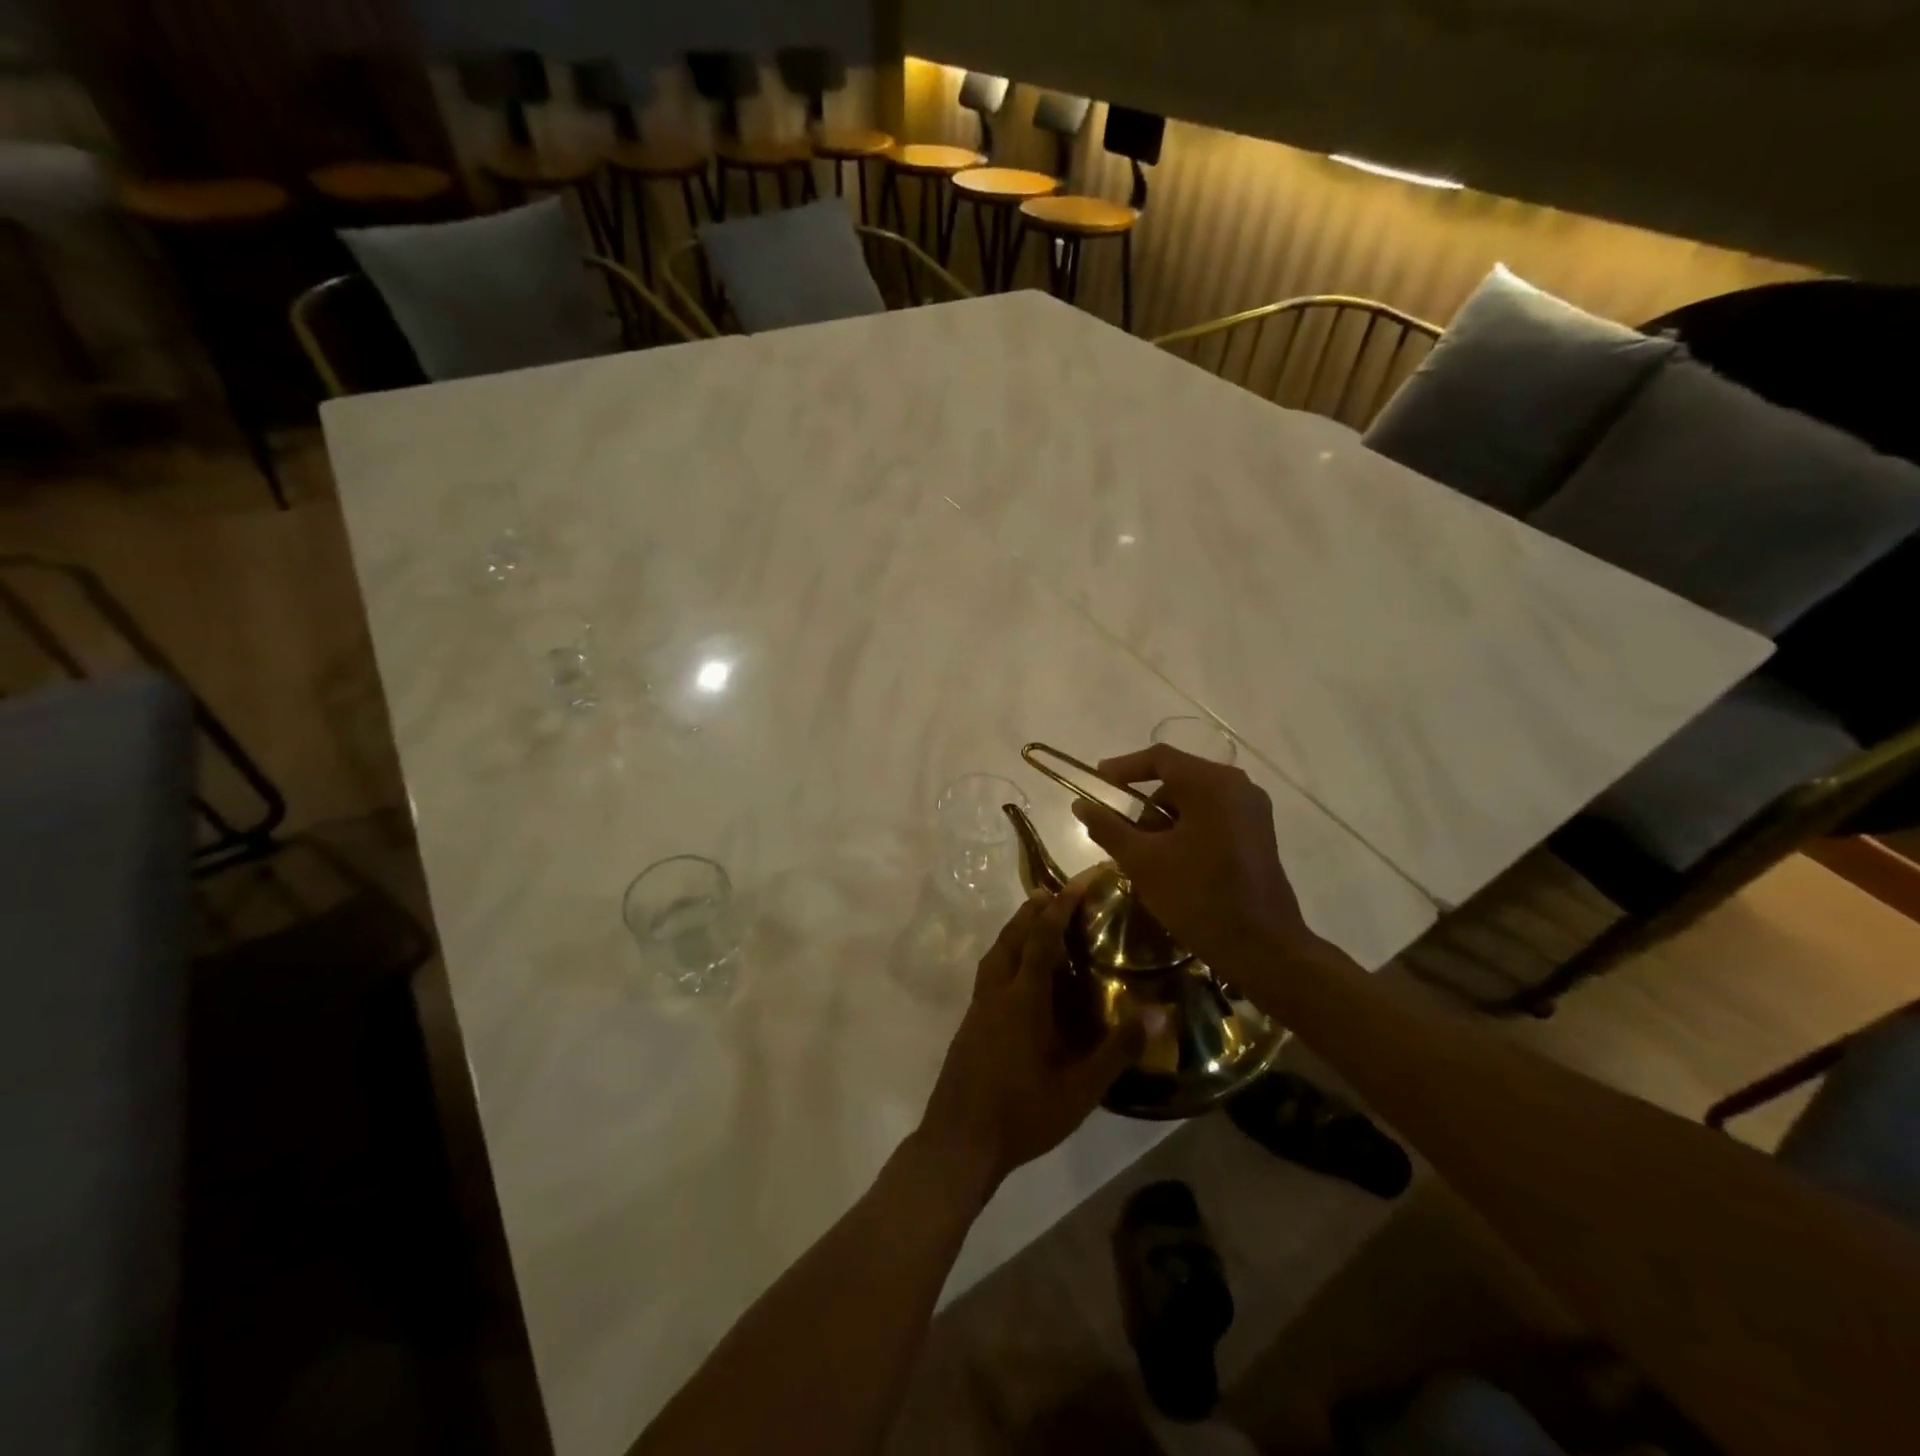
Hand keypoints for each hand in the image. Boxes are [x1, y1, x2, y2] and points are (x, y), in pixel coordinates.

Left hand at [915, 873, 1149, 1201]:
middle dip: (1033, 910)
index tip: (1078, 882)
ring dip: (1015, 930)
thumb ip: (1119, 1050)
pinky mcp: (969, 1024)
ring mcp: (978, 1007)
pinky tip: (1019, 977)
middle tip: (1056, 894)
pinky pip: (989, 972)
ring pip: (995, 953)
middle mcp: (997, 992)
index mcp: (1023, 999)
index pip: (1042, 938)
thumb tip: (1161, 1012)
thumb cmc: (1022, 1114)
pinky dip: (1006, 955)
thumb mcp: (1080, 1089)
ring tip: (1036, 923)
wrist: (958, 1142)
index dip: (1061, 907)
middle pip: (1012, 936)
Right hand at [1070, 743, 1322, 973]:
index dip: (1123, 767)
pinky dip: (1187, 829)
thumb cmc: (1199, 898)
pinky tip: (1172, 861)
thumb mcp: (1143, 861)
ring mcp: (1253, 810)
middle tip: (1120, 830)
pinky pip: (1213, 816)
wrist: (1263, 949)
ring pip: (1195, 799)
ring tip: (1145, 854)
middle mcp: (1238, 787)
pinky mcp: (1258, 834)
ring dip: (1165, 819)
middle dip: (1145, 802)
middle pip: (1178, 778)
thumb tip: (1080, 804)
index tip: (1097, 782)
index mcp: (1212, 784)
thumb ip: (1108, 827)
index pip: (1160, 758)